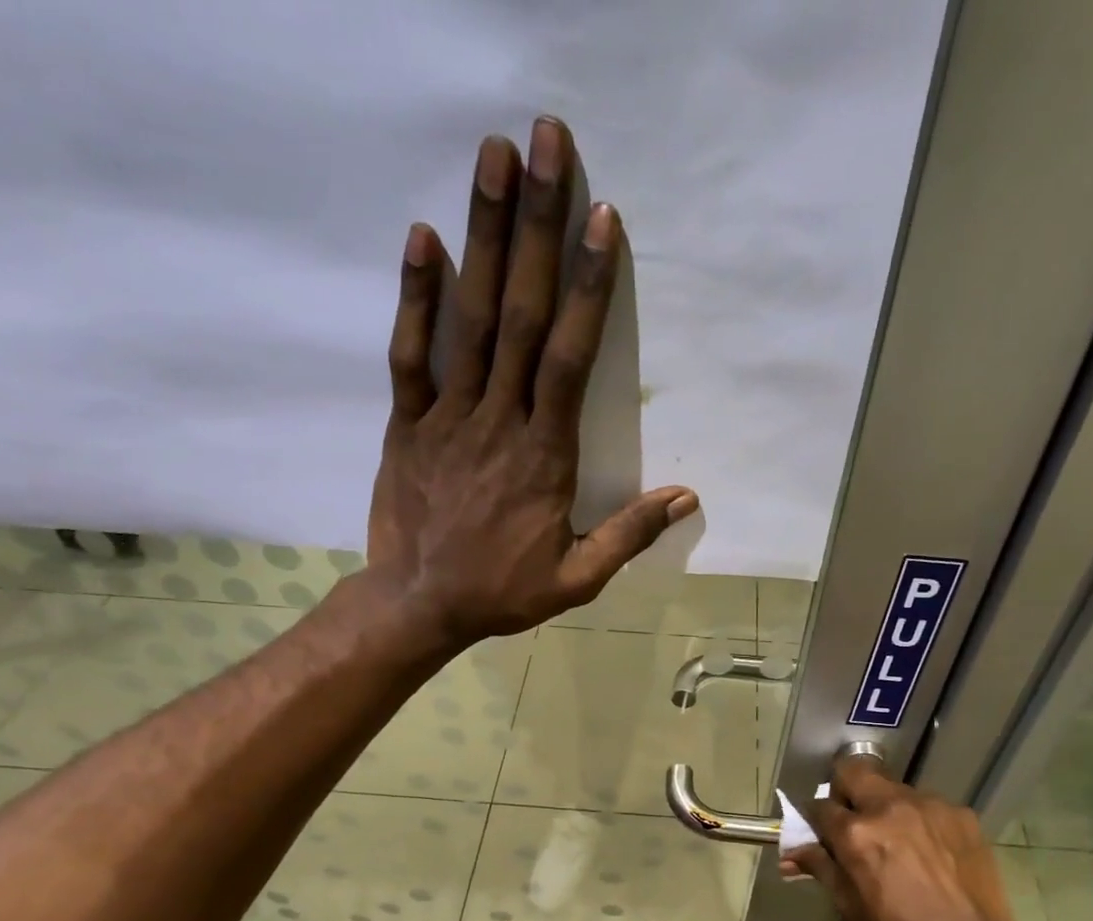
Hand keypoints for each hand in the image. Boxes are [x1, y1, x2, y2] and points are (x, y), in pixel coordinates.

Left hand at [367, 117, 697, 641]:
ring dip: (484, 237)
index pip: (570, 359)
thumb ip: (628, 535)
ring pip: (469, 320)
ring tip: (494, 159)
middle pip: (521, 315)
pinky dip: (415, 298)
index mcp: (545, 456)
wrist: (421, 606)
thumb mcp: (578, 579)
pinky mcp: (407, 425)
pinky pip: (410, 355)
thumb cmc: (503, 592)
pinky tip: (424, 238)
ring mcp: (447, 418)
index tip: (601, 219)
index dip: (587, 288)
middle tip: (547, 143)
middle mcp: (498, 421)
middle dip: (537, 227)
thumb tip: (686, 497)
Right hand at [781, 756, 1036, 920]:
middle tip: (853, 819)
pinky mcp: (960, 813)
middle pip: (854, 770)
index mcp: (856, 833)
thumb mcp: (849, 906)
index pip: (819, 806)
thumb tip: (791, 852)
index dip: (814, 818)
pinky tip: (931, 852)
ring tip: (899, 842)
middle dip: (845, 789)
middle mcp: (890, 807)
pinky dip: (920, 821)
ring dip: (886, 807)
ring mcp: (929, 806)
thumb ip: (821, 867)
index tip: (819, 831)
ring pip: (894, 789)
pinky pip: (929, 806)